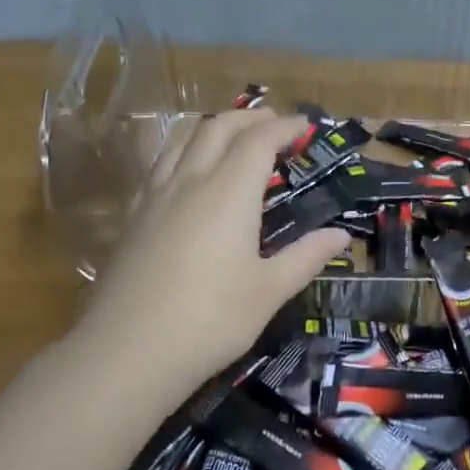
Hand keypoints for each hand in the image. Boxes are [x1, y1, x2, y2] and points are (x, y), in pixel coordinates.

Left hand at [71, 109, 345, 399]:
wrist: (128, 352)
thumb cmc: (211, 320)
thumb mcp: (269, 291)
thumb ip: (306, 257)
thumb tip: (341, 235)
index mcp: (228, 193)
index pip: (258, 140)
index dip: (284, 127)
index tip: (305, 127)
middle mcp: (189, 182)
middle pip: (218, 127)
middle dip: (249, 117)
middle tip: (275, 125)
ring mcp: (154, 197)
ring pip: (182, 140)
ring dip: (214, 128)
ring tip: (235, 139)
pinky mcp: (133, 217)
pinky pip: (161, 164)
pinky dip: (186, 152)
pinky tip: (191, 176)